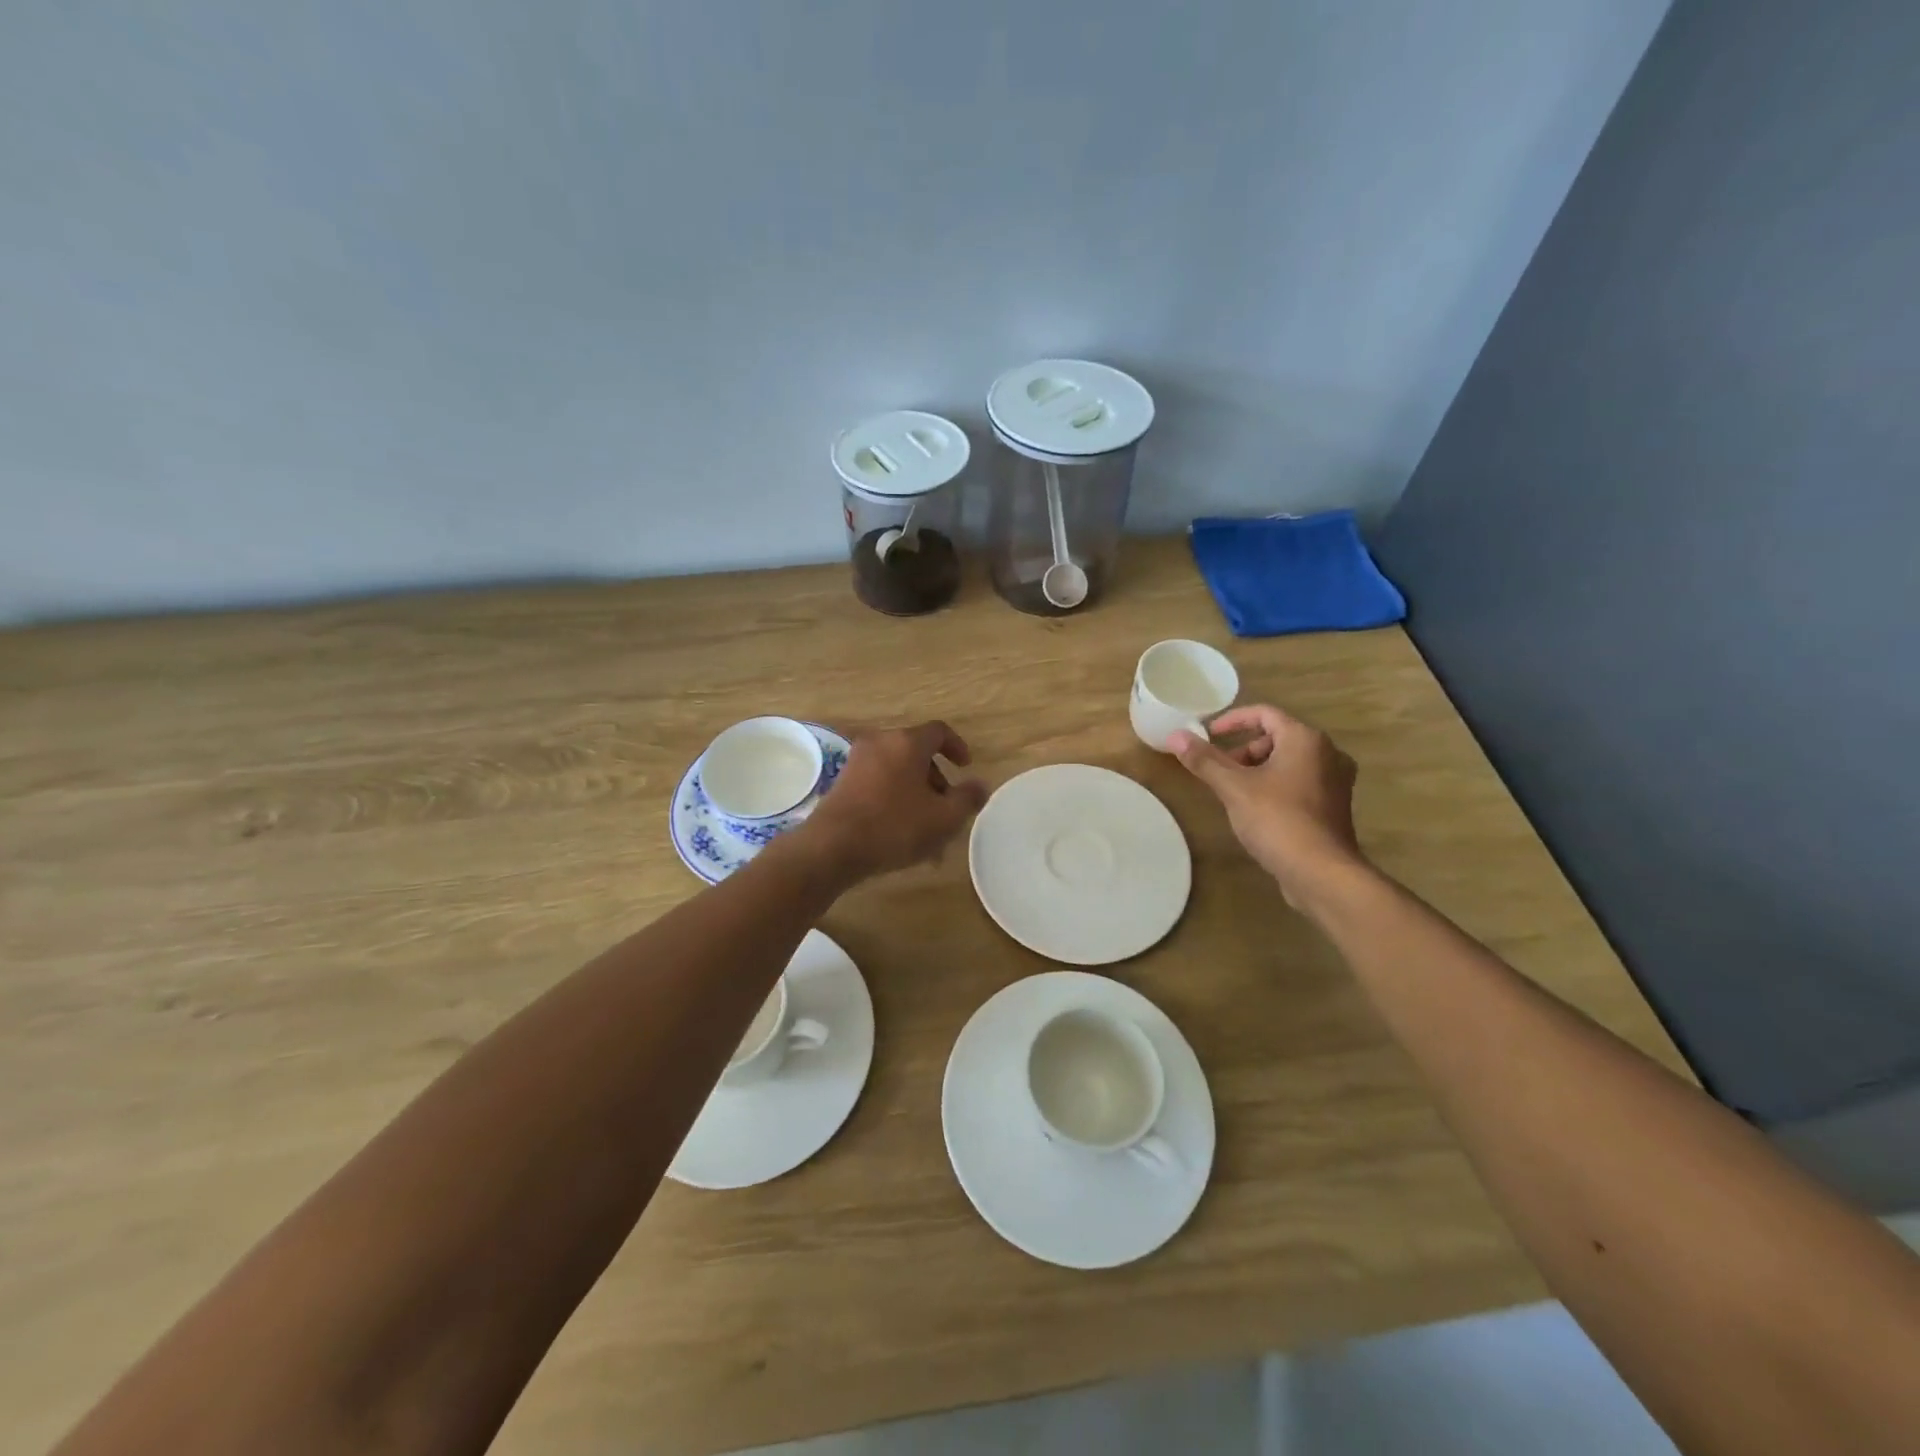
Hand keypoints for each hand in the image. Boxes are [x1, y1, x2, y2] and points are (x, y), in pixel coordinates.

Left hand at [791, 721, 988, 883]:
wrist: (832, 847)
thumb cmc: (895, 826)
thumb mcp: (943, 818)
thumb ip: (967, 798)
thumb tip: (980, 785)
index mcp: (907, 742)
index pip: (939, 731)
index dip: (957, 747)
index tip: (965, 768)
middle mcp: (881, 742)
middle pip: (917, 753)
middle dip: (936, 781)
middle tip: (946, 809)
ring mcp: (857, 761)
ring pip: (898, 773)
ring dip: (916, 796)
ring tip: (926, 833)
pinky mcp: (842, 782)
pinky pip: (878, 784)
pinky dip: (894, 800)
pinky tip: (900, 835)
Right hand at [1169, 704, 1364, 904]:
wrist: (1321, 873)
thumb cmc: (1277, 820)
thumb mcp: (1233, 788)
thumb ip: (1204, 760)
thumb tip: (1176, 736)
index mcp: (1305, 739)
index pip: (1265, 713)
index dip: (1232, 720)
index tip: (1208, 734)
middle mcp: (1328, 753)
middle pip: (1278, 737)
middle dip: (1244, 750)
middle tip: (1220, 771)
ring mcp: (1336, 781)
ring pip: (1289, 762)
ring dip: (1258, 769)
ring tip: (1234, 792)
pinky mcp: (1334, 806)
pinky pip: (1300, 782)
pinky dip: (1276, 786)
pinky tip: (1258, 810)